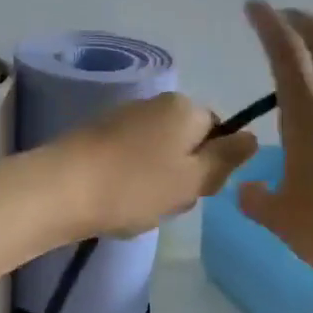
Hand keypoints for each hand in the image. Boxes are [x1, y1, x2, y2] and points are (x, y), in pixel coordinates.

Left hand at [56, 92, 256, 237]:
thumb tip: (251, 137)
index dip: (213, 165)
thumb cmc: (135, 186)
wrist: (61, 190)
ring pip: (156, 157)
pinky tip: (114, 203)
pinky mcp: (95, 138)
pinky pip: (127, 162)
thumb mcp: (192, 179)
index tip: (197, 191)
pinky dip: (127, 184)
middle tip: (165, 203)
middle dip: (181, 177)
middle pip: (186, 145)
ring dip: (154, 185)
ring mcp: (121, 119)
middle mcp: (154, 103)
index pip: (218, 131)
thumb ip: (225, 159)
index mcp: (184, 107)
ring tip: (135, 208)